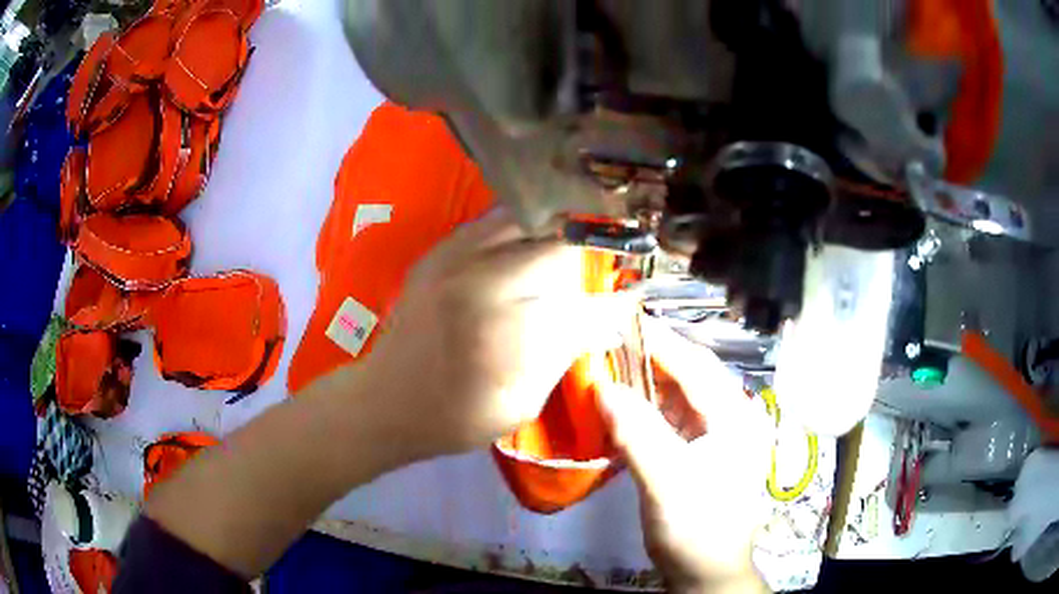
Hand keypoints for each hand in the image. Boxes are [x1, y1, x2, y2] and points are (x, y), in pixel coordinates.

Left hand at [364, 209, 633, 457]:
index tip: (627, 303)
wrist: (385, 400)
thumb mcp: (521, 404)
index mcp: (506, 333)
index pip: (581, 304)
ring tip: (566, 256)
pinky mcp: (440, 249)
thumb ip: (563, 354)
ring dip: (556, 237)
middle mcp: (483, 282)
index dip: (611, 304)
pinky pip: (494, 220)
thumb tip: (605, 319)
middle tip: (593, 280)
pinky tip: (529, 246)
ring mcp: (456, 257)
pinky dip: (522, 228)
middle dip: (586, 263)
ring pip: (530, 222)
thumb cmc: (456, 417)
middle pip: (559, 249)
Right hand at [598, 317, 772, 593]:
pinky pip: (671, 419)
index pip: (695, 365)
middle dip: (649, 360)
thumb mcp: (666, 482)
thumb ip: (636, 432)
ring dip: (645, 384)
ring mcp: (717, 436)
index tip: (619, 321)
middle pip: (688, 376)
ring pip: (678, 396)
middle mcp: (731, 417)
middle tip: (606, 343)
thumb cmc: (696, 527)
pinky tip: (622, 408)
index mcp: (735, 417)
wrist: (706, 572)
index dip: (658, 341)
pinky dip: (646, 410)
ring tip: (608, 370)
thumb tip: (601, 386)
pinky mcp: (701, 452)